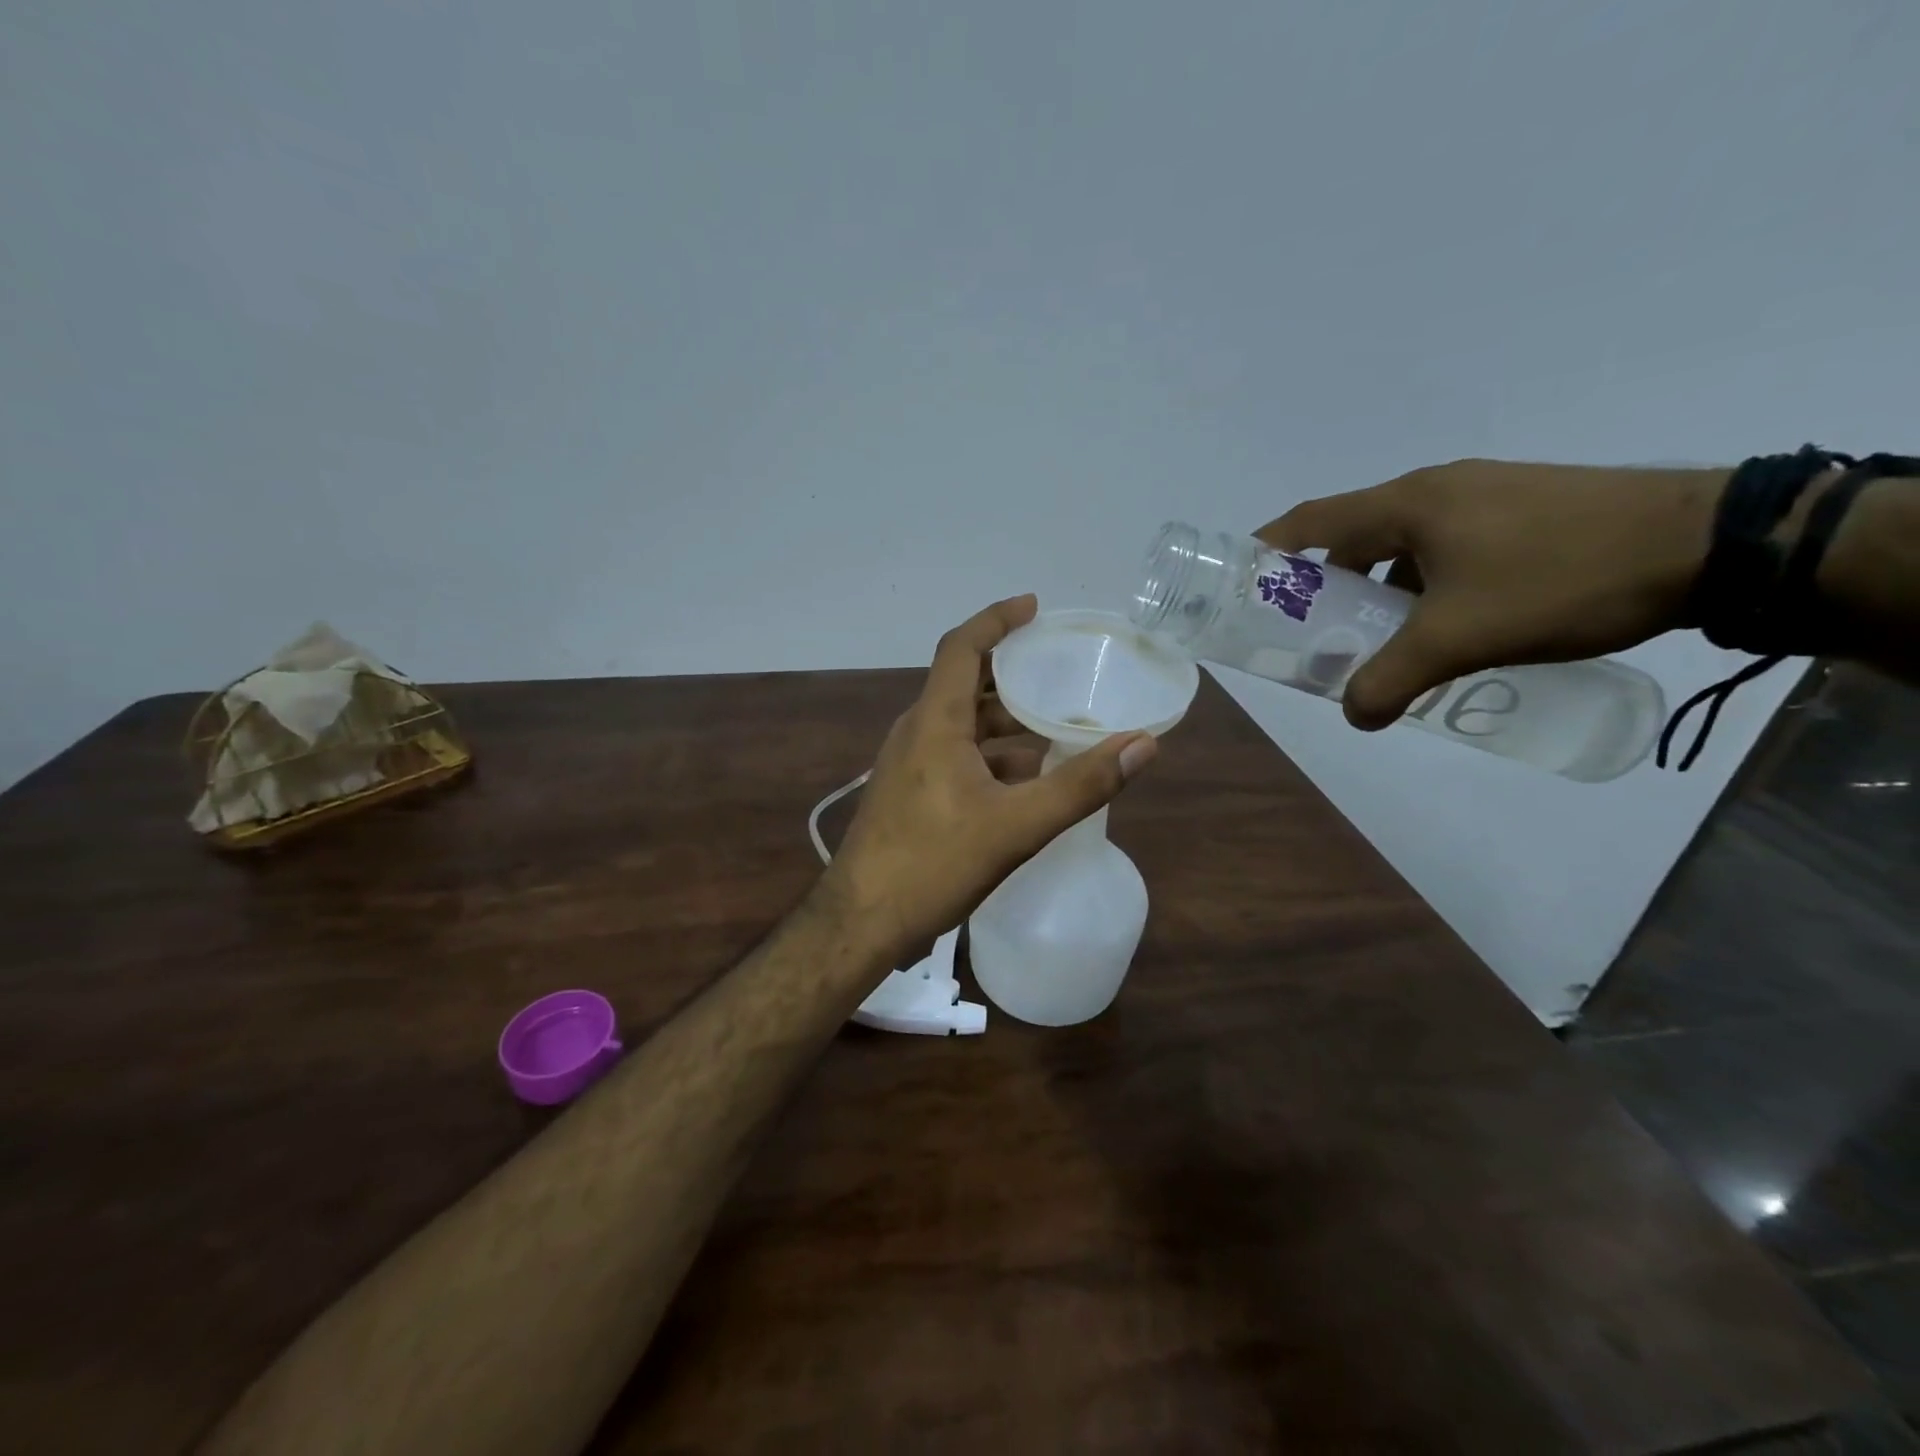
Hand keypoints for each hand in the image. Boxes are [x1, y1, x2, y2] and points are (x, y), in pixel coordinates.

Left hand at [821, 595, 1157, 958]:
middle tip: (1056, 673)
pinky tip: (1023, 784)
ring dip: (1004, 723)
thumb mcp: (1017, 826)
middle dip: (1010, 674)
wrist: (861, 921)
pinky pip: (953, 756)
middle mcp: (916, 732)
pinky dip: (990, 757)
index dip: (997, 620)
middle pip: (963, 684)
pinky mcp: (907, 793)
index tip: (1033, 607)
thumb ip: (1082, 785)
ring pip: (961, 725)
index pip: (962, 647)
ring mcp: (907, 764)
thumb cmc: (933, 865)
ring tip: (1052, 730)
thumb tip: (1143, 744)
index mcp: (935, 723)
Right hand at [1257, 459, 1727, 728]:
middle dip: (1326, 582)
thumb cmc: (1559, 578)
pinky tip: (1447, 621)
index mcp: (1408, 503)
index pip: (1312, 519)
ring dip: (1380, 586)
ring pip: (1403, 542)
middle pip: (1354, 533)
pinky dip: (1424, 581)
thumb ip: (1392, 680)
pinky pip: (1447, 545)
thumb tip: (1355, 716)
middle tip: (1315, 629)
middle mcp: (1438, 489)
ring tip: (1382, 635)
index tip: (1244, 582)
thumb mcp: (1461, 638)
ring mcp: (1486, 495)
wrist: (1710, 544)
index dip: (1270, 548)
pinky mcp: (1525, 509)